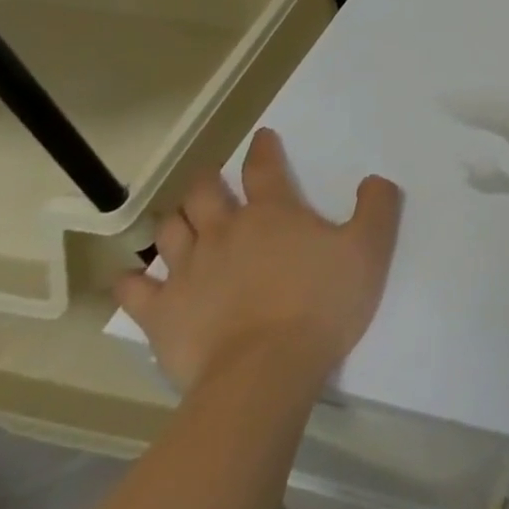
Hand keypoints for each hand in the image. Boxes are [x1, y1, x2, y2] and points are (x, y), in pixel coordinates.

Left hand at [115, 129, 402, 393]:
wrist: (265, 370)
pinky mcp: (161, 312)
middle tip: (212, 180)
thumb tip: (375, 180)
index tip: (262, 138)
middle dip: (208, 180)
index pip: (264, 168)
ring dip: (175, 220)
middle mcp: (224, 231)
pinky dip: (131, 280)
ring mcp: (187, 270)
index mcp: (272, 213)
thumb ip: (377, 208)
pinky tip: (131, 279)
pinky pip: (134, 290)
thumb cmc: (322, 303)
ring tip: (181, 221)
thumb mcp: (370, 249)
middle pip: (205, 193)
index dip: (263, 149)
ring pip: (170, 231)